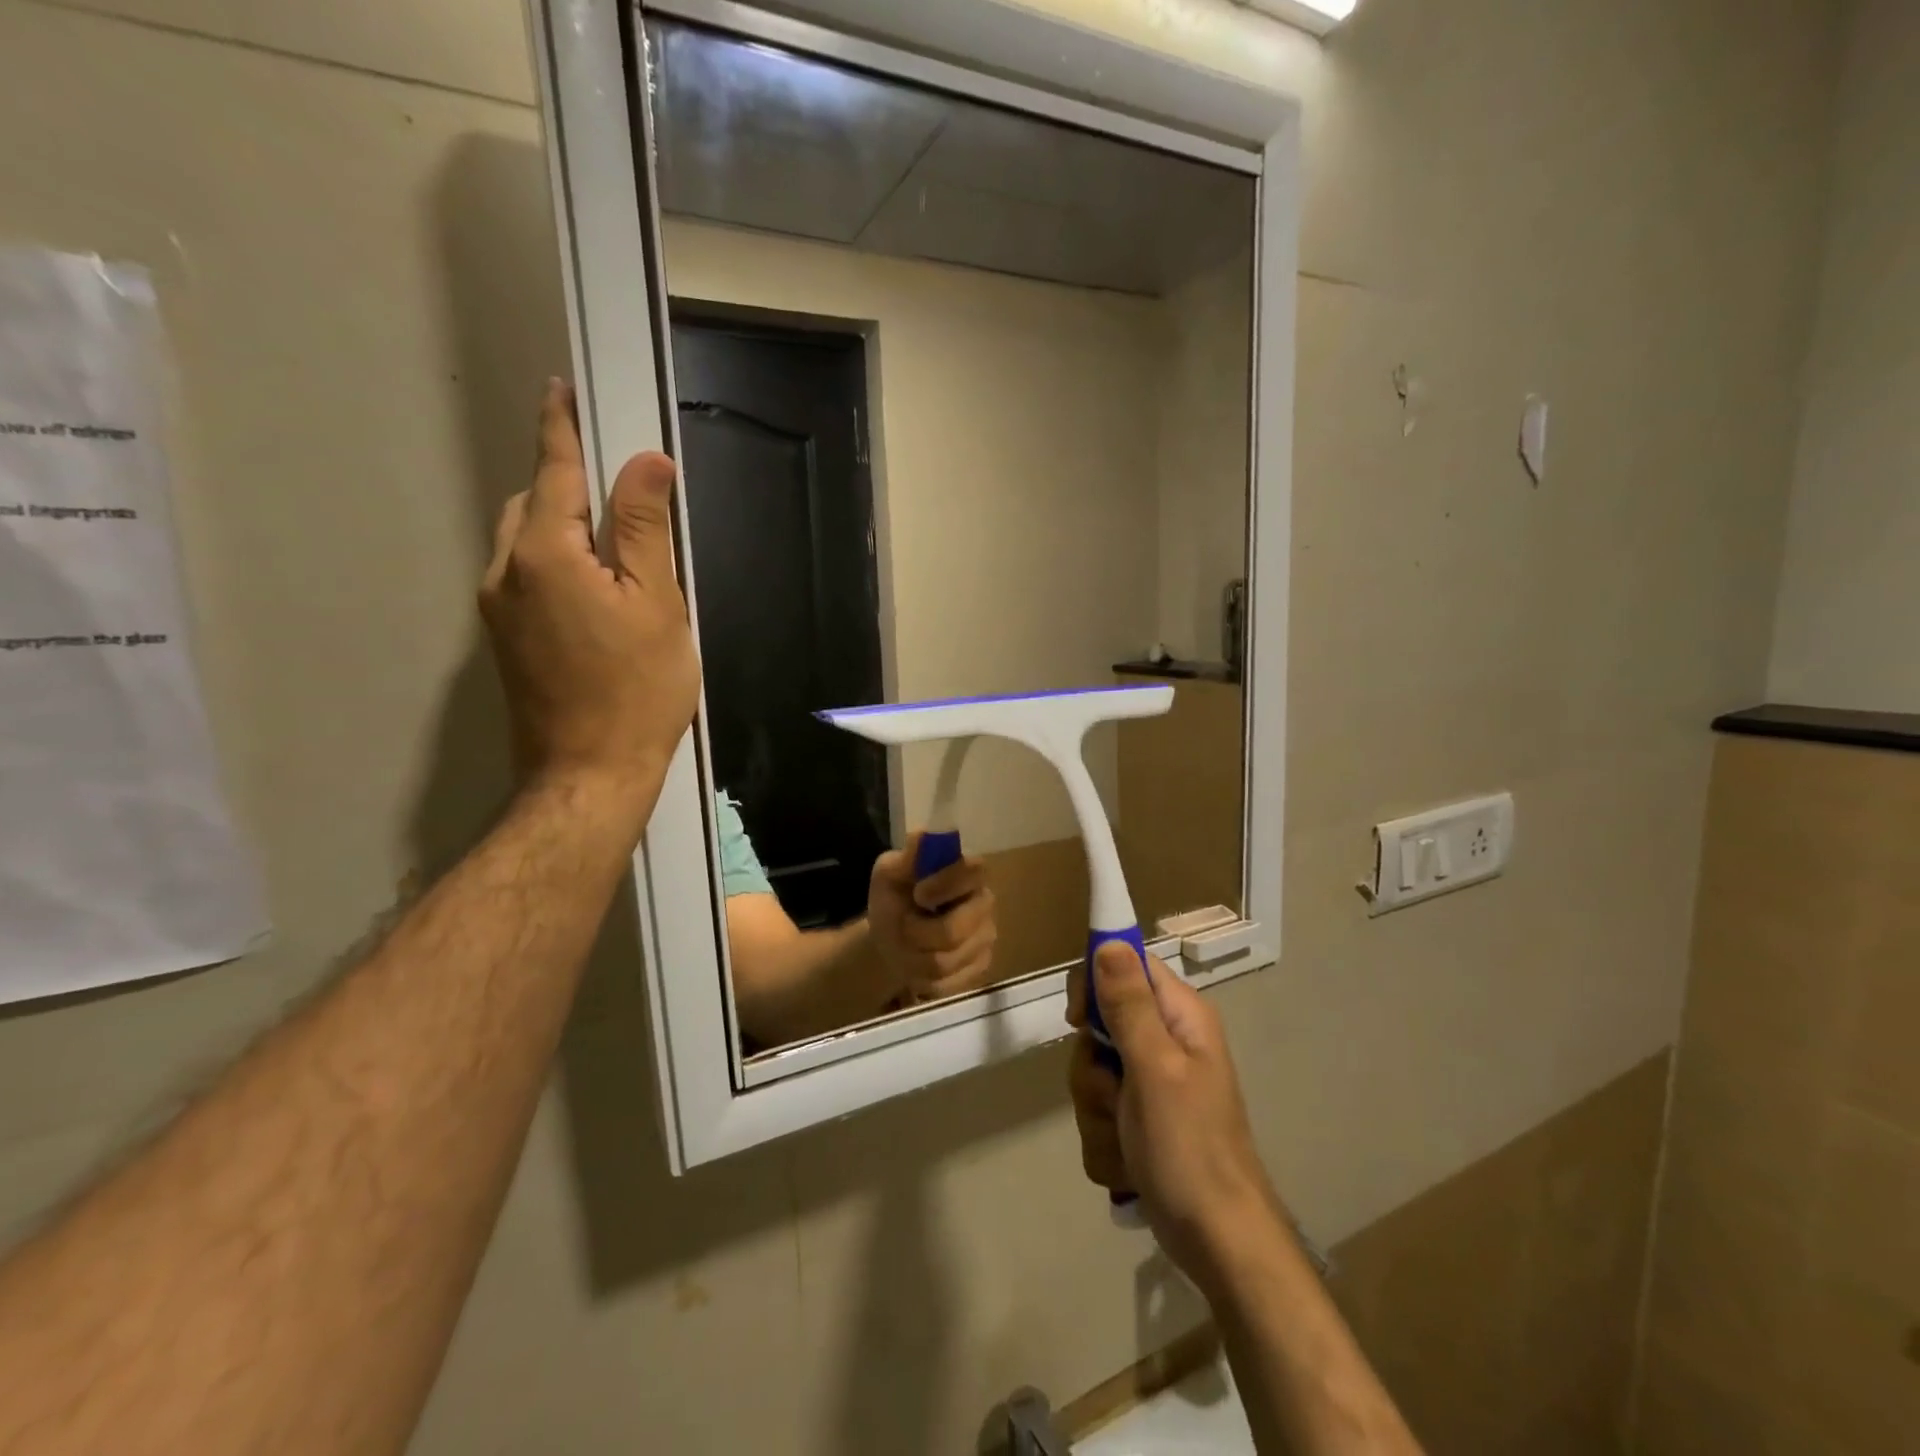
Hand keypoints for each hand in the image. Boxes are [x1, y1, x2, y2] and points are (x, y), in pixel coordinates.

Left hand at [480, 380, 699, 831]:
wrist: (589, 773)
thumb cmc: (637, 691)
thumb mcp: (658, 605)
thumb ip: (645, 530)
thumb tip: (646, 463)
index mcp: (546, 555)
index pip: (555, 472)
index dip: (561, 427)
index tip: (560, 388)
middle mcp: (506, 571)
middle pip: (534, 503)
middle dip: (567, 482)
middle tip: (620, 489)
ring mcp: (497, 608)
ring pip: (525, 540)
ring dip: (561, 524)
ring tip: (613, 544)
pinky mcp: (504, 638)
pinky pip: (525, 574)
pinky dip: (554, 559)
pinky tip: (593, 587)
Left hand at [866, 837, 997, 1002]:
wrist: (891, 942)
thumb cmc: (893, 901)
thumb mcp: (888, 876)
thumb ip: (906, 859)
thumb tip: (921, 835)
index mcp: (965, 872)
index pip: (973, 869)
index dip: (945, 884)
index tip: (918, 894)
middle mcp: (984, 902)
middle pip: (957, 927)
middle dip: (919, 932)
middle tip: (903, 927)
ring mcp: (986, 937)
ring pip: (949, 959)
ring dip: (916, 956)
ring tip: (907, 947)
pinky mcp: (982, 967)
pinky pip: (952, 982)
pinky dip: (926, 978)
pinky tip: (918, 966)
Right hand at [1067, 944, 1285, 1295]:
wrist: (1219, 1242)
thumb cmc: (1190, 1148)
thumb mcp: (1155, 1068)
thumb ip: (1129, 1004)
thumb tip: (1108, 941)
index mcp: (1179, 1016)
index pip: (1125, 964)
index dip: (1094, 983)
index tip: (1077, 1019)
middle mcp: (1166, 1041)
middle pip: (1099, 1025)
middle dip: (1092, 1067)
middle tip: (1112, 1094)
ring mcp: (1151, 1083)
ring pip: (1092, 1073)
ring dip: (1096, 1110)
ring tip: (1125, 1138)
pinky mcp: (1139, 1119)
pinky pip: (1098, 1112)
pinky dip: (1104, 1138)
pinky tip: (1127, 1162)